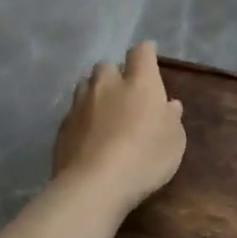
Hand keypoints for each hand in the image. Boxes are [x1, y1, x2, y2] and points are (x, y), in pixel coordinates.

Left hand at [52, 43, 186, 213]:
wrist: (94, 185)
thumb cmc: (145, 157)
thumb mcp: (174, 141)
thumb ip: (171, 119)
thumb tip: (169, 105)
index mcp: (140, 83)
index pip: (141, 52)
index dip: (146, 53)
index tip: (149, 58)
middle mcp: (107, 85)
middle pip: (107, 66)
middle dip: (115, 74)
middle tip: (125, 92)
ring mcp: (80, 105)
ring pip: (85, 86)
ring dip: (95, 93)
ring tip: (104, 111)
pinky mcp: (62, 127)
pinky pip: (73, 112)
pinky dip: (82, 118)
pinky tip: (89, 136)